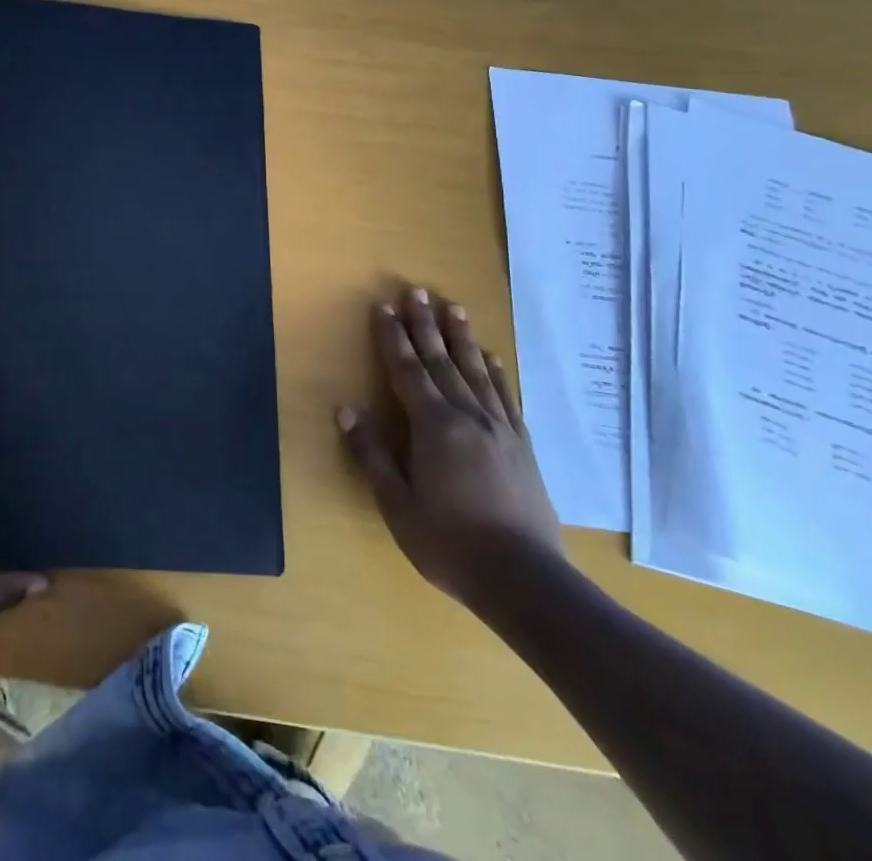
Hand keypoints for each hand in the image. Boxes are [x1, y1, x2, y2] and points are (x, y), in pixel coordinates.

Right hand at [336, 286, 562, 607]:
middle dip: (425, 325)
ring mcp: (500, 429)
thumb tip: (346, 410)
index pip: (406, 371)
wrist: (525, 580)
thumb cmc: (450, 543)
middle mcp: (467, 416)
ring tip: (453, 308)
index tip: (383, 307)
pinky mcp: (522, 446)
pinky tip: (491, 358)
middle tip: (417, 291)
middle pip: (441, 361)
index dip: (392, 338)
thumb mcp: (397, 505)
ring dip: (461, 338)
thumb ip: (371, 454)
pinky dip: (495, 372)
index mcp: (433, 427)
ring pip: (475, 371)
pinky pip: (505, 397)